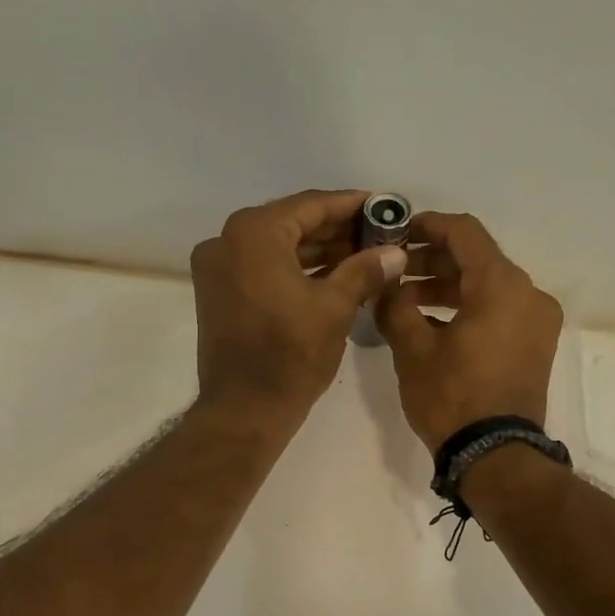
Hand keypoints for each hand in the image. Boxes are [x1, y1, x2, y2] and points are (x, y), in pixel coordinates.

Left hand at [190, 190, 406, 432]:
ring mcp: (218, 268)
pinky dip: (295, 270)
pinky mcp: (218, 293)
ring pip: (278, 247)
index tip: (384, 206)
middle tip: (379, 234)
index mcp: (253, 233)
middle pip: (292, 224)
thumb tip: (396, 251)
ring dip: (318, 252)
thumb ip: (366, 270)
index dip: (351, 205)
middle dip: (337, 230)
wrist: (244, 410)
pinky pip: (263, 268)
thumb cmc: (291, 355)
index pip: (311, 205)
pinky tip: (334, 276)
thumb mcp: (335, 307)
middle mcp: (227, 240)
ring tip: (364, 256)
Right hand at [375, 211, 562, 450]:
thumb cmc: (452, 397)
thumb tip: (386, 283)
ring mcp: (538, 321)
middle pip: (478, 259)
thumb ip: (395, 305)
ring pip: (489, 287)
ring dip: (448, 287)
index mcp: (502, 285)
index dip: (428, 226)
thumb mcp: (413, 349)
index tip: (397, 232)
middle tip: (394, 273)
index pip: (464, 233)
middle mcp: (529, 294)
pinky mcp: (536, 345)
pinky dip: (469, 308)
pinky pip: (500, 311)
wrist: (495, 455)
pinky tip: (433, 323)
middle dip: (433, 262)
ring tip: (406, 301)